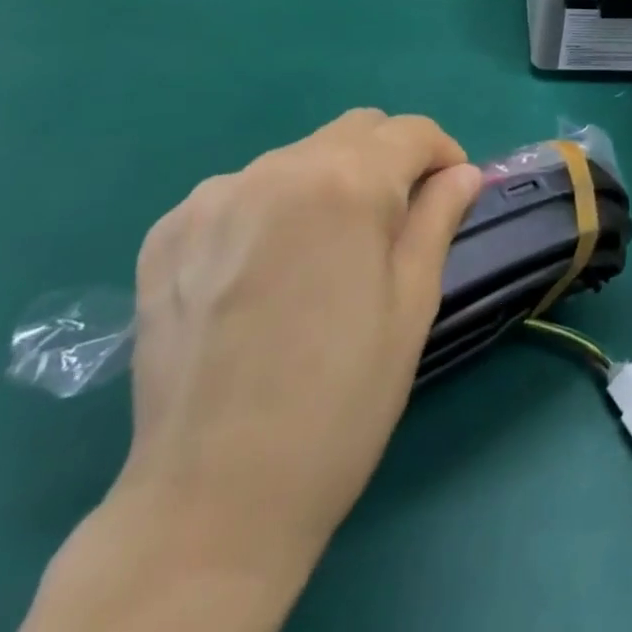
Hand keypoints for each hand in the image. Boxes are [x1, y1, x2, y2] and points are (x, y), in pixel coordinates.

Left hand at [28, 111, 483, 629]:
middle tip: (392, 224)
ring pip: (297, 158)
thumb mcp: (412, 303)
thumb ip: (438, 218)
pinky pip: (240, 192)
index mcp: (347, 182)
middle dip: (388, 160)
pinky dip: (269, 209)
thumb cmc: (340, 400)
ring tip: (323, 255)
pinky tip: (263, 271)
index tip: (450, 194)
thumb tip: (462, 172)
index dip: (442, 155)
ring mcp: (215, 196)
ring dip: (326, 184)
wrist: (212, 501)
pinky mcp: (169, 230)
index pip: (411, 131)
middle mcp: (278, 168)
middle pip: (355, 131)